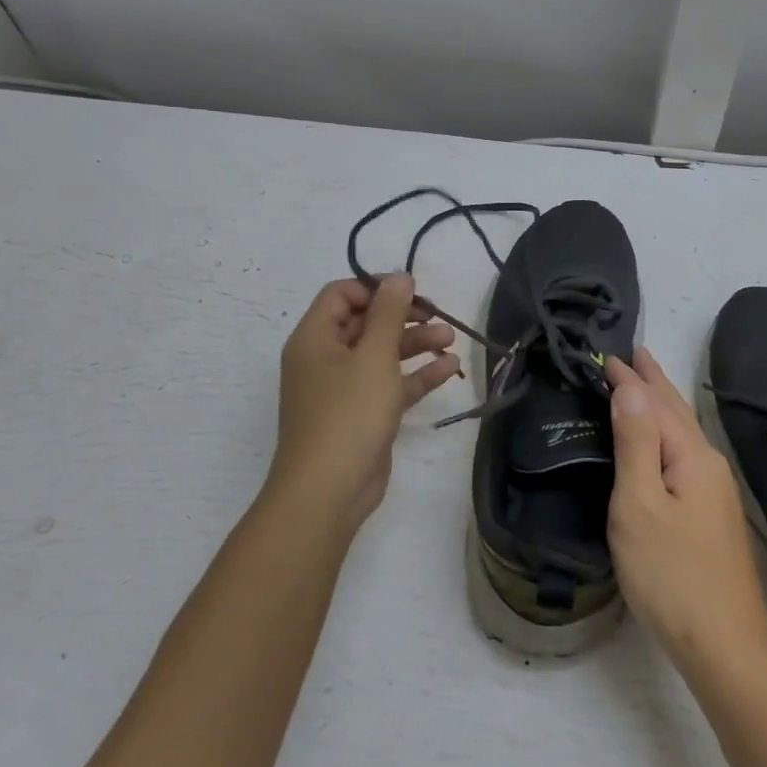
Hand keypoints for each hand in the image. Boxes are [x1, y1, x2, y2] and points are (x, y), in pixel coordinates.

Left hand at [269, 275, 460, 531]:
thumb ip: (388, 313)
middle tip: (438, 315)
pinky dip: (416, 375)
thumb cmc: (348, 414)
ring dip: (415, 343)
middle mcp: (325, 358)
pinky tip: (448, 368)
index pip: (341, 294)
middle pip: (365, 323)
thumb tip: (399, 276)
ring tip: (451, 339)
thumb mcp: (373, 355)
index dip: (376, 288)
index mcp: (315, 338)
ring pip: (382, 354)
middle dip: (403, 316)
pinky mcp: (363, 415)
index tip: (412, 292)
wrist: (328, 491)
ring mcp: (343, 389)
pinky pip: (390, 385)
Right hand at [606, 348, 766, 675]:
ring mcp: (715, 493)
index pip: (655, 403)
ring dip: (661, 407)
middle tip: (634, 354)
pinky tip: (662, 446)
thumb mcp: (640, 504)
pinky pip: (683, 456)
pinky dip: (666, 436)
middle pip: (677, 413)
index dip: (631, 378)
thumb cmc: (672, 574)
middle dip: (654, 382)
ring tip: (644, 388)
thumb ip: (635, 443)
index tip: (607, 355)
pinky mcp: (711, 518)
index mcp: (691, 456)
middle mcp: (708, 465)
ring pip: (683, 435)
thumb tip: (630, 387)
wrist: (726, 648)